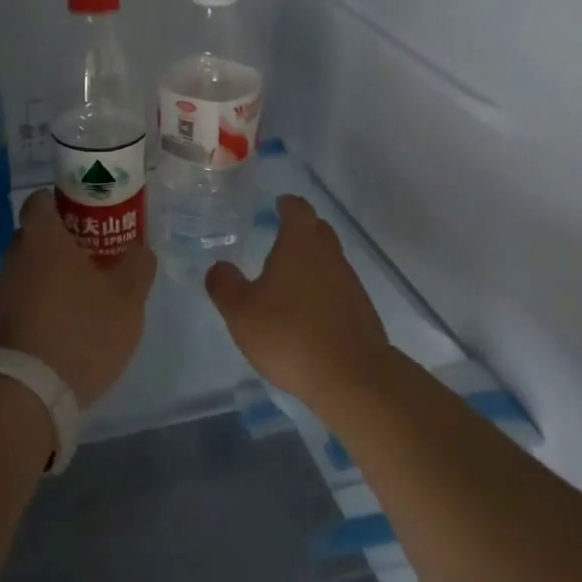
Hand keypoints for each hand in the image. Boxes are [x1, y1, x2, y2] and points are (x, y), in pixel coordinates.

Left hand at [0, 190, 154, 408]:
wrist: (29, 392)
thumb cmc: (81, 330)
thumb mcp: (127, 298)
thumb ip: (138, 265)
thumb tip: (139, 250)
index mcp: (42, 237)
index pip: (42, 199)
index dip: (66, 200)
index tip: (92, 211)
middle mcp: (16, 255)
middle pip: (40, 233)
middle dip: (67, 238)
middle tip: (101, 250)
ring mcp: (5, 289)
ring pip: (34, 265)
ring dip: (58, 271)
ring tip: (92, 287)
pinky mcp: (3, 320)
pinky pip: (28, 294)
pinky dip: (48, 297)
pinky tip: (74, 318)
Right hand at [206, 195, 393, 411]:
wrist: (353, 377)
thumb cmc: (289, 335)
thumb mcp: (241, 312)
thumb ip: (224, 285)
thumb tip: (219, 266)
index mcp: (299, 245)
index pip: (297, 209)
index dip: (287, 204)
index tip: (278, 203)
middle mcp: (329, 256)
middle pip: (318, 230)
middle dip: (302, 229)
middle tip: (281, 238)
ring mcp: (350, 283)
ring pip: (330, 260)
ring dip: (313, 262)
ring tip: (290, 279)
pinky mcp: (362, 312)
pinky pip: (339, 289)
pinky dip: (324, 290)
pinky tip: (309, 313)